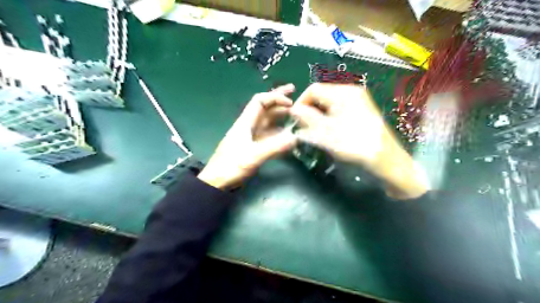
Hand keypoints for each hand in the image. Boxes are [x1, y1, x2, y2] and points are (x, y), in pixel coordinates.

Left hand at [198, 84, 296, 189]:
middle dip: (279, 100)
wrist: (217, 182)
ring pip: (267, 121)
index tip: (290, 101)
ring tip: (295, 114)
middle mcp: (248, 126)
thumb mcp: (253, 156)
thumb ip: (274, 147)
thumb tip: (295, 138)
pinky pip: (268, 135)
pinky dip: (278, 132)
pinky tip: (287, 134)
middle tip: (295, 94)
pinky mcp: (253, 147)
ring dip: (280, 116)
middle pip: (265, 108)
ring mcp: (251, 137)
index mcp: (245, 123)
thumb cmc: (231, 166)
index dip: (275, 97)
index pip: (260, 101)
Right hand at [289, 84, 427, 199]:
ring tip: (314, 132)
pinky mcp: (361, 111)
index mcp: (343, 92)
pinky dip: (329, 119)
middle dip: (310, 111)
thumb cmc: (353, 144)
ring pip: (329, 104)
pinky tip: (328, 132)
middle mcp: (351, 92)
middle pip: (321, 95)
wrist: (385, 159)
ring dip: (318, 116)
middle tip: (303, 128)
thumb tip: (294, 110)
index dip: (301, 103)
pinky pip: (338, 110)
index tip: (295, 120)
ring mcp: (358, 101)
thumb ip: (306, 118)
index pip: (313, 89)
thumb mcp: (325, 132)